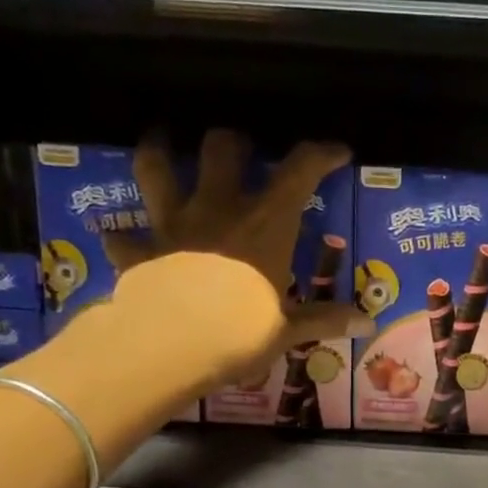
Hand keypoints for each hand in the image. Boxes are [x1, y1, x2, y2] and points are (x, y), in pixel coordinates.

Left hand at [101, 130, 369, 380]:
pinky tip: (119, 239)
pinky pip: (123, 238)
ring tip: (162, 143)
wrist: (171, 344)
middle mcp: (218, 209)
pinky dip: (123, 237)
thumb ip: (325, 320)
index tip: (336, 152)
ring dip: (159, 151)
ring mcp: (173, 225)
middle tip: (241, 151)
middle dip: (234, 143)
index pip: (300, 171)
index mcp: (265, 223)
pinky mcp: (139, 251)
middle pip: (222, 150)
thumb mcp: (289, 329)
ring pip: (157, 168)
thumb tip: (368, 323)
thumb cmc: (241, 332)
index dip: (320, 154)